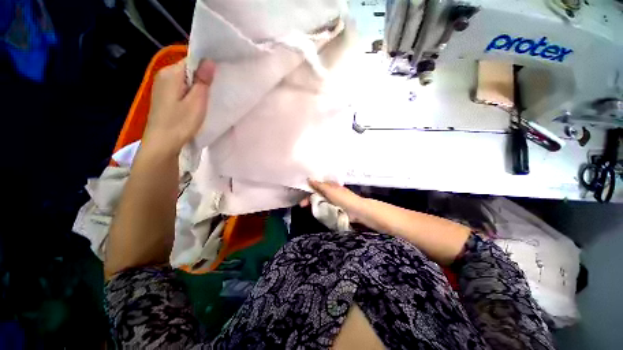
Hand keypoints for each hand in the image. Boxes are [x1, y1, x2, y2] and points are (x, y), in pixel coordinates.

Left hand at [143, 59, 215, 153]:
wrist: (162, 143)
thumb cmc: (180, 122)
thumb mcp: (196, 101)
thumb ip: (202, 80)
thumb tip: (209, 60)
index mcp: (171, 73)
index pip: (191, 60)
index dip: (205, 66)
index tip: (219, 76)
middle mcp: (163, 75)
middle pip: (187, 69)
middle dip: (202, 77)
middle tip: (216, 89)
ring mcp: (161, 86)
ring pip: (184, 79)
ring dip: (196, 85)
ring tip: (208, 97)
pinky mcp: (163, 97)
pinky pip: (180, 88)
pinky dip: (190, 92)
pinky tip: (196, 102)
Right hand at [307, 179, 365, 222]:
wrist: (356, 210)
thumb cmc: (342, 198)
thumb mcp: (329, 190)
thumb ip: (319, 185)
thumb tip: (309, 178)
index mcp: (330, 185)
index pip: (317, 185)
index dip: (309, 189)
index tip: (301, 195)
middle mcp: (330, 191)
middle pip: (317, 193)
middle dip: (309, 198)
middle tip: (302, 205)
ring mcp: (333, 200)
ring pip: (320, 200)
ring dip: (313, 204)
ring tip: (307, 209)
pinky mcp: (335, 207)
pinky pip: (324, 206)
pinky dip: (319, 208)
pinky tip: (315, 211)